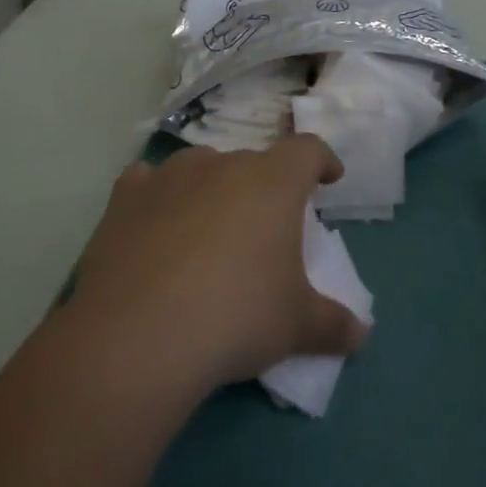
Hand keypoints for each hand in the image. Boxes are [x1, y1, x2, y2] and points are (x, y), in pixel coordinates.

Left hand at [70, 137, 369, 390]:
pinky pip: (148, 182)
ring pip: (201, 168)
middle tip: (264, 229)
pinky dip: (157, 197)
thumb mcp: (296, 326)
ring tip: (209, 229)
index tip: (328, 177)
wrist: (139, 336)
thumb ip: (332, 324)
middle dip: (263, 189)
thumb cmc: (236, 317)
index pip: (307, 150)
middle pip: (252, 163)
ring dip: (212, 189)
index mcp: (272, 183)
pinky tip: (155, 224)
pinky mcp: (124, 197)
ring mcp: (169, 176)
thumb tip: (361, 335)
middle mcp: (222, 164)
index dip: (322, 160)